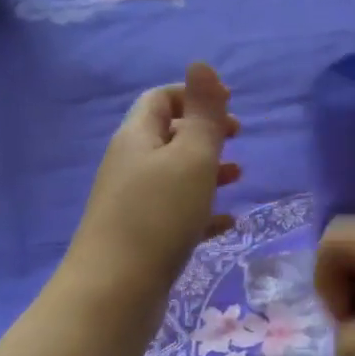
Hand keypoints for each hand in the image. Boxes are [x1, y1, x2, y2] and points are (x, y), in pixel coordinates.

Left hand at [66, 63, 240, 307]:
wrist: (115, 292)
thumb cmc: (159, 216)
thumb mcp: (191, 158)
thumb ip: (203, 113)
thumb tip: (200, 63)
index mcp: (137, 138)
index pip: (161, 99)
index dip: (194, 96)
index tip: (231, 105)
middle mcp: (129, 165)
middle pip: (168, 136)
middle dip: (205, 133)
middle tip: (239, 139)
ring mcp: (132, 204)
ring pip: (174, 176)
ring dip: (207, 171)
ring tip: (240, 178)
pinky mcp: (141, 238)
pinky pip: (176, 214)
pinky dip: (202, 211)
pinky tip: (227, 223)